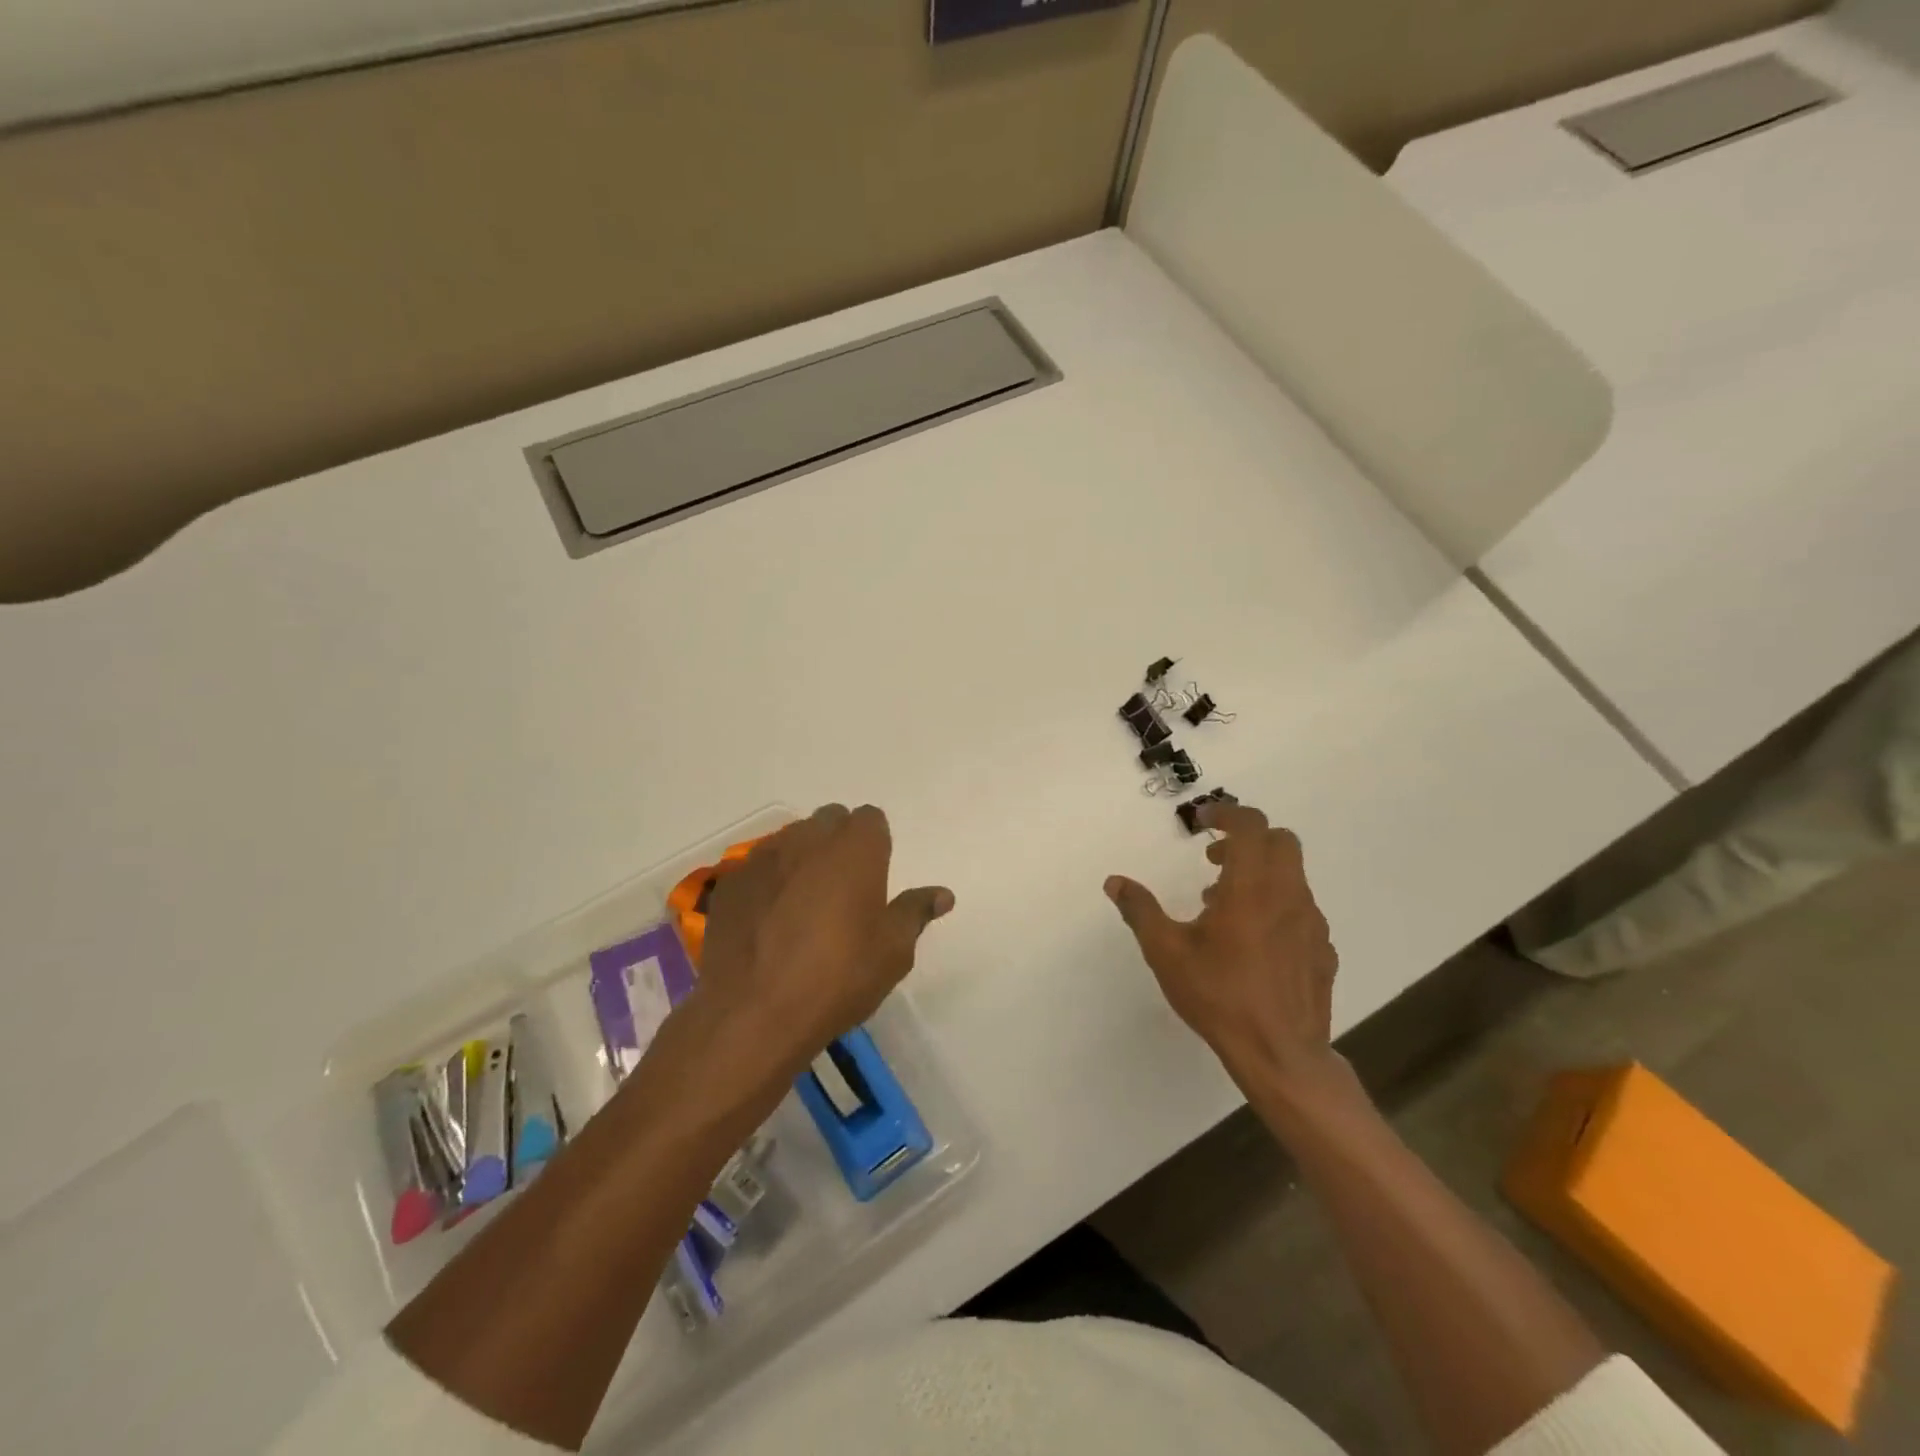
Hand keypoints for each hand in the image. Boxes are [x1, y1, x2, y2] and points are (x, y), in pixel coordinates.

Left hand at [698, 804, 953, 1077]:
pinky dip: (769, 882)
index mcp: (855, 848)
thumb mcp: (893, 952)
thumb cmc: (838, 977)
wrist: (754, 1013)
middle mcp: (808, 839)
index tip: (875, 878)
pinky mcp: (730, 882)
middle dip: (839, 843)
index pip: (870, 819)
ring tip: (803, 905)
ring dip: (802, 859)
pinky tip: (768, 921)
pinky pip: (757, 867)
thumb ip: (915, 912)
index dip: (875, 844)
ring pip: (791, 840)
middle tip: (843, 890)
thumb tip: (942, 894)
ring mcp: (764, 857)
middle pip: (829, 821)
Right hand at [1105, 802, 1340, 1096]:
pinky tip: (1254, 941)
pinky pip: (1301, 910)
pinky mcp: (1323, 950)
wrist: (1280, 1055)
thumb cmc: (1219, 996)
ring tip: (1225, 907)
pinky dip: (1277, 906)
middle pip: (1281, 840)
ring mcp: (1312, 923)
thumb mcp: (1167, 952)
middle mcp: (1288, 895)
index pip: (1251, 825)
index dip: (1226, 812)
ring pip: (1293, 876)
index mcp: (1251, 887)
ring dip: (1261, 874)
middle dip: (1247, 838)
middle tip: (1214, 860)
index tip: (1203, 820)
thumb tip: (1114, 882)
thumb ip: (1140, 910)